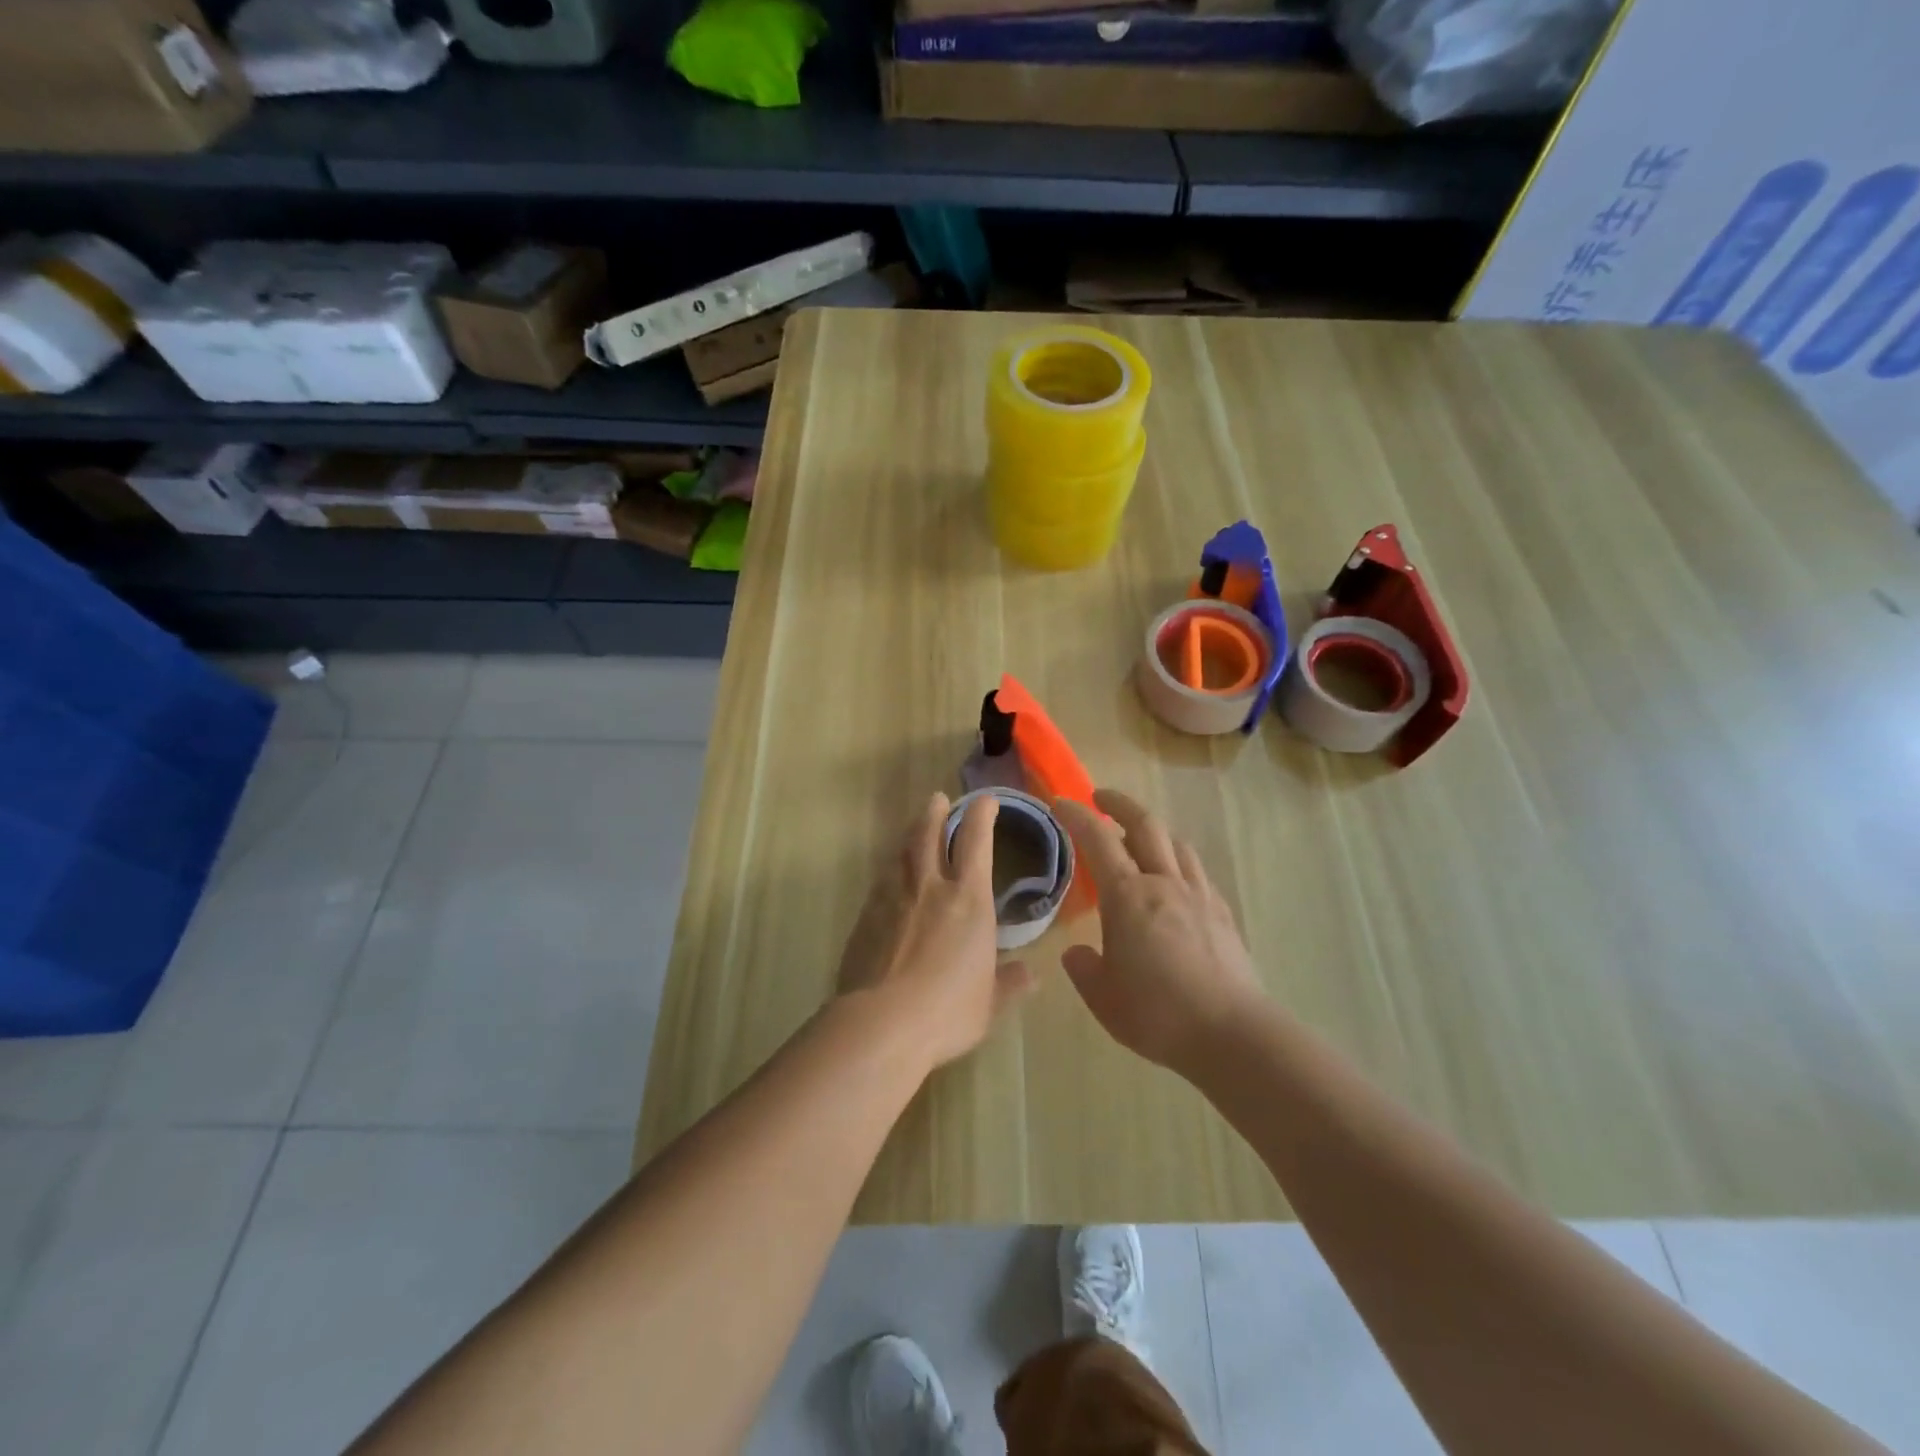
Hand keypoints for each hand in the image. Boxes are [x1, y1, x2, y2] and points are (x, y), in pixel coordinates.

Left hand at [836, 791, 1035, 1071]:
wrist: (882, 1022)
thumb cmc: (948, 1010)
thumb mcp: (990, 1003)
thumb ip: (1009, 983)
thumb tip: (1031, 974)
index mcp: (968, 900)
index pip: (977, 843)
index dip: (982, 816)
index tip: (986, 800)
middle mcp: (930, 887)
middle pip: (930, 835)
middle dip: (936, 813)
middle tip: (938, 798)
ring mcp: (893, 899)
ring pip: (901, 854)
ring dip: (910, 836)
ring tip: (914, 830)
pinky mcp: (865, 917)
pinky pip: (881, 883)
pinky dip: (890, 872)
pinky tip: (889, 880)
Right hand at [1054, 789, 1264, 1075]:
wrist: (1231, 1033)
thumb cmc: (1157, 1013)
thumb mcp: (1102, 997)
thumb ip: (1083, 969)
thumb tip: (1076, 952)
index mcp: (1128, 895)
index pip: (1097, 839)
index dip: (1076, 815)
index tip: (1060, 802)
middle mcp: (1164, 882)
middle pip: (1144, 824)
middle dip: (1119, 804)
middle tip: (1099, 798)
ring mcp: (1198, 895)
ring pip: (1175, 842)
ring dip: (1152, 829)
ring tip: (1138, 838)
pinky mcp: (1222, 913)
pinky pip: (1196, 870)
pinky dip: (1177, 860)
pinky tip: (1174, 880)